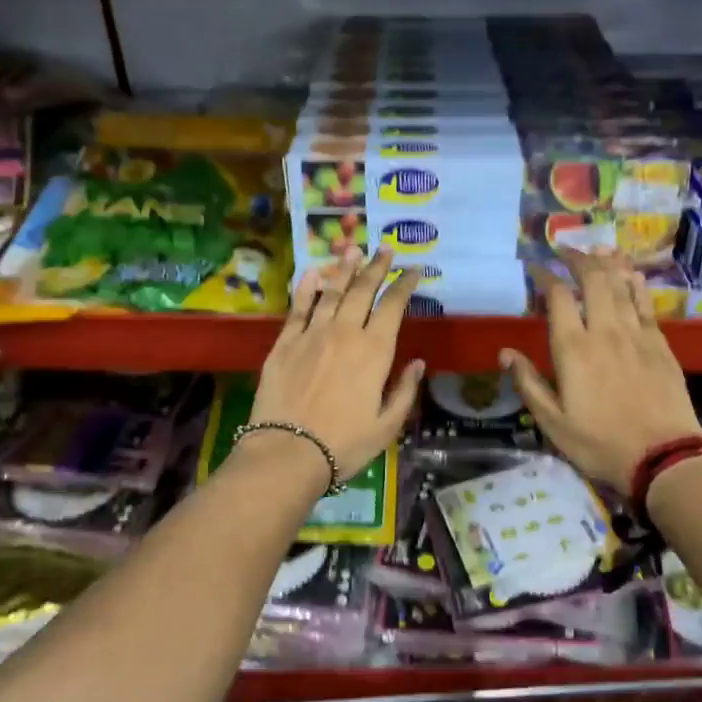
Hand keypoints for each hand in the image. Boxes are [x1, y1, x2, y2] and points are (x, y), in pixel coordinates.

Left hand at [246, 248, 425, 480]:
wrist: (289, 451)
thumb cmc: (344, 444)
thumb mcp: (387, 425)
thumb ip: (404, 391)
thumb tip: (418, 363)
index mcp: (374, 351)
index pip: (393, 307)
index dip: (405, 284)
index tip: (414, 269)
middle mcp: (344, 333)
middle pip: (363, 291)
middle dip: (377, 267)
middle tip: (385, 249)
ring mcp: (311, 334)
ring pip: (332, 292)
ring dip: (345, 269)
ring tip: (353, 249)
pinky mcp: (284, 343)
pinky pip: (298, 308)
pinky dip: (307, 288)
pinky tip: (313, 273)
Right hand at [500, 250, 701, 492]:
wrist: (664, 457)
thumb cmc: (600, 443)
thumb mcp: (553, 422)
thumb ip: (528, 383)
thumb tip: (505, 353)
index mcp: (573, 349)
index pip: (557, 297)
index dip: (545, 276)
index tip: (535, 268)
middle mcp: (605, 331)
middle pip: (593, 280)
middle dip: (577, 258)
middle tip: (565, 249)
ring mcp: (637, 334)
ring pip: (621, 285)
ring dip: (607, 262)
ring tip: (596, 248)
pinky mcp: (660, 344)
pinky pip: (645, 303)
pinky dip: (635, 284)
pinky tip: (630, 274)